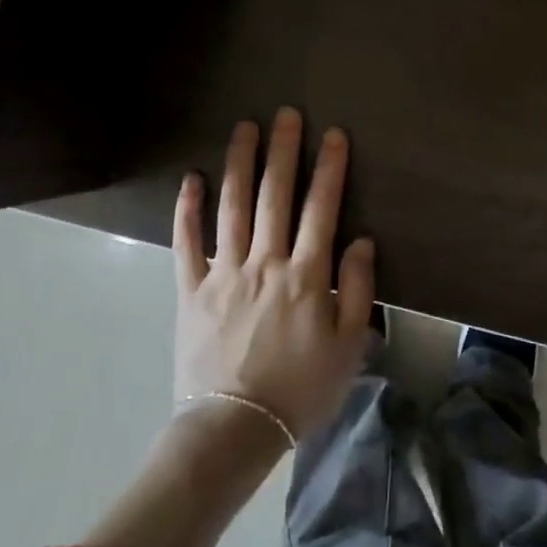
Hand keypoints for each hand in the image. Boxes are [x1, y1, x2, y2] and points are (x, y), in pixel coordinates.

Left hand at [171, 108, 375, 442]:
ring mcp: (223, 273)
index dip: (329, 168)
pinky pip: (186, 243)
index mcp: (305, 276)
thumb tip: (360, 240)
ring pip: (232, 208)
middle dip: (283, 151)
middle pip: (275, 196)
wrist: (234, 431)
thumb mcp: (348, 346)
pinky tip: (192, 178)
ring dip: (240, 164)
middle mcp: (265, 263)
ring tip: (244, 128)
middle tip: (286, 114)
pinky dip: (188, 209)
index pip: (322, 208)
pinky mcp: (190, 290)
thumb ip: (356, 288)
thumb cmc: (301, 390)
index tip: (333, 134)